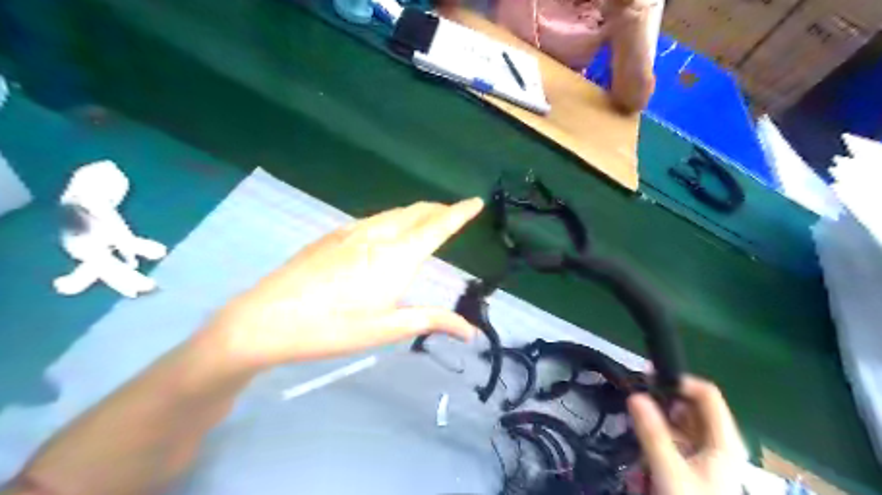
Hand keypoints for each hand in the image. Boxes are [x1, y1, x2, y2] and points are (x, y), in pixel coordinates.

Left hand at [203, 199, 485, 368]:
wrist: (266, 318)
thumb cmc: (332, 328)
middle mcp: (377, 235)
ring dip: (416, 212)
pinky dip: (393, 219)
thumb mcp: (386, 329)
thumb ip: (431, 321)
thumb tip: (469, 330)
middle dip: (439, 209)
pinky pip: (374, 219)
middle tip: (454, 212)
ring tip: (427, 219)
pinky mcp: (332, 236)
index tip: (475, 202)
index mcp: (396, 256)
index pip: (437, 226)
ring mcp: (351, 231)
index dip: (460, 212)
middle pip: (416, 212)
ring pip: (394, 213)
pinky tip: (387, 232)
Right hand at [631, 377, 745, 493]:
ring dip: (656, 427)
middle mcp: (718, 443)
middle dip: (661, 406)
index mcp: (723, 440)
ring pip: (680, 426)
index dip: (679, 381)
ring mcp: (707, 456)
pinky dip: (658, 443)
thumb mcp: (669, 471)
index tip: (648, 379)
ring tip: (639, 442)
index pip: (707, 394)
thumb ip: (652, 432)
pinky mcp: (695, 468)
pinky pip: (674, 443)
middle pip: (690, 408)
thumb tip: (635, 394)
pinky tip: (645, 462)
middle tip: (634, 407)